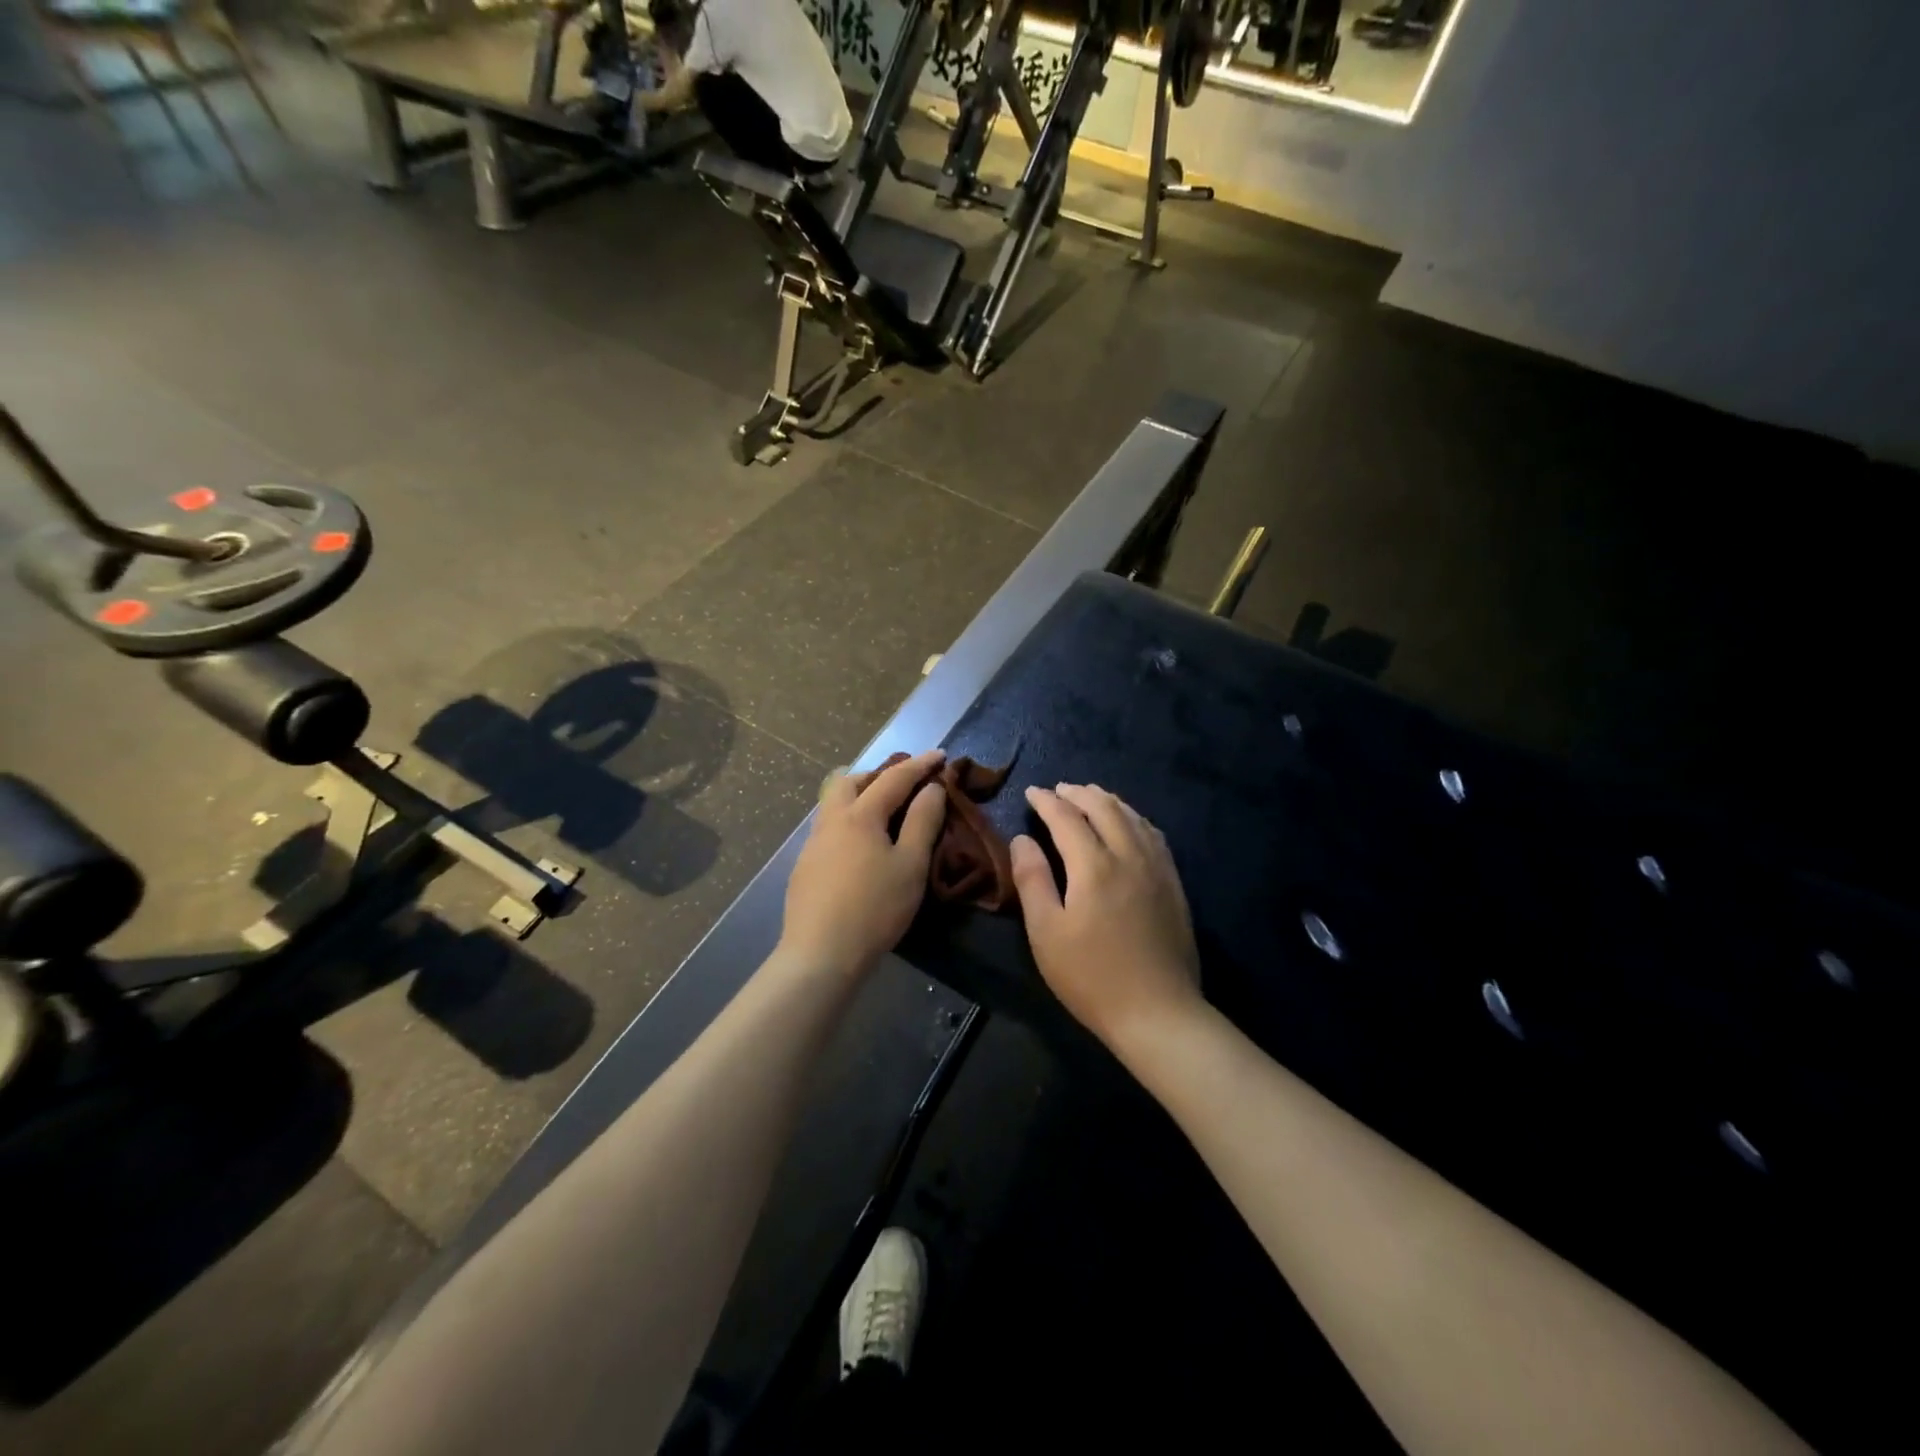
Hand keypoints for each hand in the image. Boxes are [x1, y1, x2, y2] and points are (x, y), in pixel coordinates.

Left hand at [780, 750, 947, 978]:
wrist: (821, 954)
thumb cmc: (874, 908)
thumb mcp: (911, 865)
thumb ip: (923, 821)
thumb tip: (932, 788)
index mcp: (860, 815)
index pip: (894, 778)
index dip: (920, 765)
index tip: (940, 755)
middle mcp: (831, 820)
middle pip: (851, 781)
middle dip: (879, 774)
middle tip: (905, 783)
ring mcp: (813, 843)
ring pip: (834, 803)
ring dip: (860, 796)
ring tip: (884, 811)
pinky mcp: (805, 866)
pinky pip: (829, 828)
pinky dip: (849, 821)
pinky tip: (860, 846)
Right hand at [1011, 784, 1201, 1052]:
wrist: (1158, 1013)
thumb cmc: (1091, 976)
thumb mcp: (1046, 933)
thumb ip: (1032, 879)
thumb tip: (1021, 839)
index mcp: (1094, 866)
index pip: (1066, 818)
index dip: (1046, 801)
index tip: (1031, 792)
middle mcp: (1129, 855)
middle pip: (1104, 808)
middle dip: (1078, 793)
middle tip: (1058, 789)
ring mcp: (1157, 868)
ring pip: (1132, 816)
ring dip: (1108, 800)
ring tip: (1090, 796)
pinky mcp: (1174, 884)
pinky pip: (1154, 834)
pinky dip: (1134, 817)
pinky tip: (1129, 823)